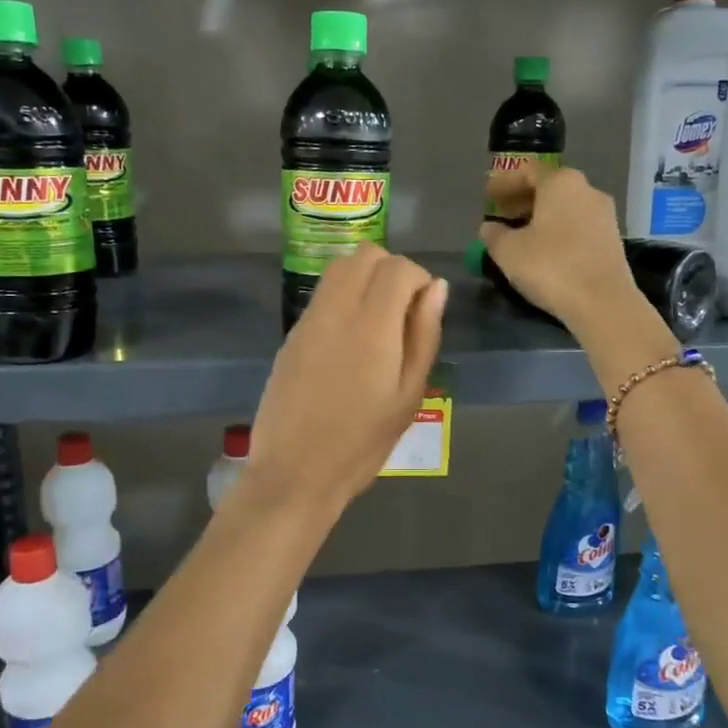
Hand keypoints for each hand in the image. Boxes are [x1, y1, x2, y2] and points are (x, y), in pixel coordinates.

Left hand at [247, 245, 445, 511]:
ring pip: (339, 269)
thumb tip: (436, 288)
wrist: (295, 472)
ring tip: (378, 325)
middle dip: (391, 271)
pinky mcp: (292, 335)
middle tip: (402, 315)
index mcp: (371, 325)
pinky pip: (322, 295)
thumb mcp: (408, 395)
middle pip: (365, 256)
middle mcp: (336, 310)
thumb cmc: (362, 442)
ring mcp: (308, 320)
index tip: (423, 312)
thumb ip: (424, 335)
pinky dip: (343, 298)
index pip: (397, 267)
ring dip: (365, 280)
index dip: (418, 279)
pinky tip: (350, 341)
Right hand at [480, 165, 639, 335]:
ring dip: (541, 216)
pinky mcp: (612, 239)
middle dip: (523, 198)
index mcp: (561, 182)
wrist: (602, 302)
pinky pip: (578, 225)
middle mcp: (587, 190)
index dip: (505, 182)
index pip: (528, 171)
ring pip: (565, 207)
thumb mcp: (508, 251)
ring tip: (520, 233)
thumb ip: (494, 235)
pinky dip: (558, 230)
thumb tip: (489, 228)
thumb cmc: (550, 266)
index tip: (488, 195)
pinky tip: (544, 249)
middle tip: (502, 213)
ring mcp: (604, 215)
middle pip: (549, 187)